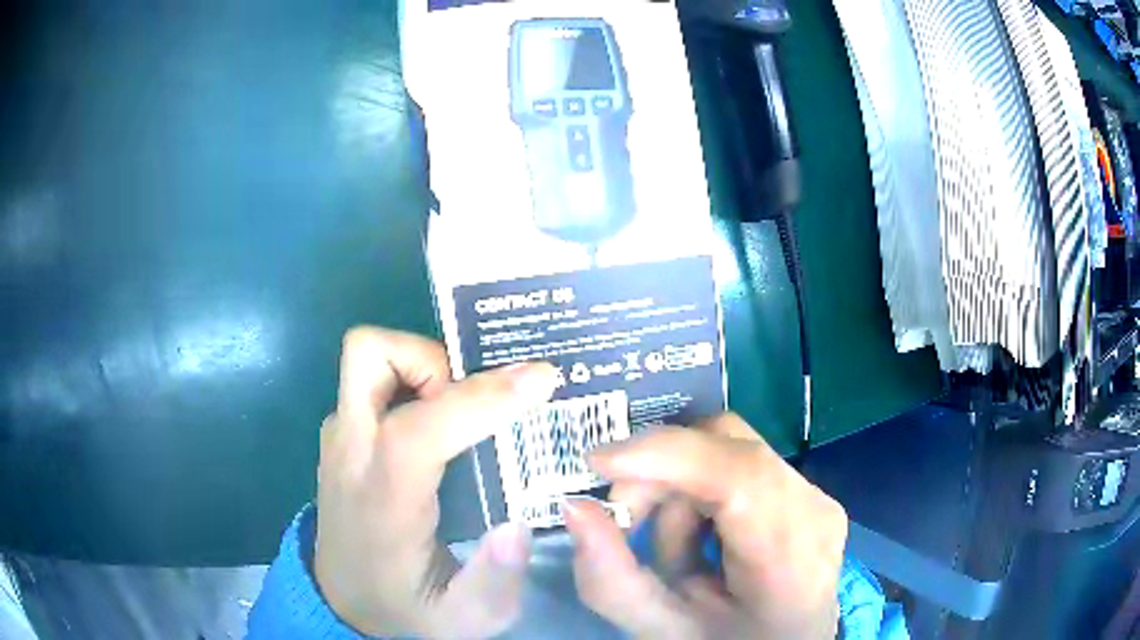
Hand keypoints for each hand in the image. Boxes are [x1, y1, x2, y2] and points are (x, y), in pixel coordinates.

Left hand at [314, 327, 559, 636]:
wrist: (342, 600)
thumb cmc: (403, 605)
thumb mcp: (463, 618)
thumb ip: (495, 581)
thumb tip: (518, 523)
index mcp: (383, 500)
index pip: (419, 430)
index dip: (480, 398)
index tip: (541, 381)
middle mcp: (352, 454)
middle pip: (370, 356)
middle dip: (433, 359)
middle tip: (476, 397)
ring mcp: (341, 438)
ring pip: (369, 359)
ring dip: (422, 367)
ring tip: (463, 411)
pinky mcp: (343, 436)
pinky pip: (374, 382)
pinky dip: (412, 382)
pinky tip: (443, 423)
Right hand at [563, 413, 846, 638]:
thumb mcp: (662, 630)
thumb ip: (612, 579)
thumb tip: (575, 507)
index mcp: (790, 556)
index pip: (739, 474)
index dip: (666, 455)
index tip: (597, 462)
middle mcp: (814, 509)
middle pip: (730, 445)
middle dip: (662, 470)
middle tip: (626, 519)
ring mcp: (816, 495)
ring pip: (730, 448)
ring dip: (680, 487)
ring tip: (674, 550)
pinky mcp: (806, 492)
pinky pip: (740, 464)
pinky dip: (701, 490)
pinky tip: (700, 538)